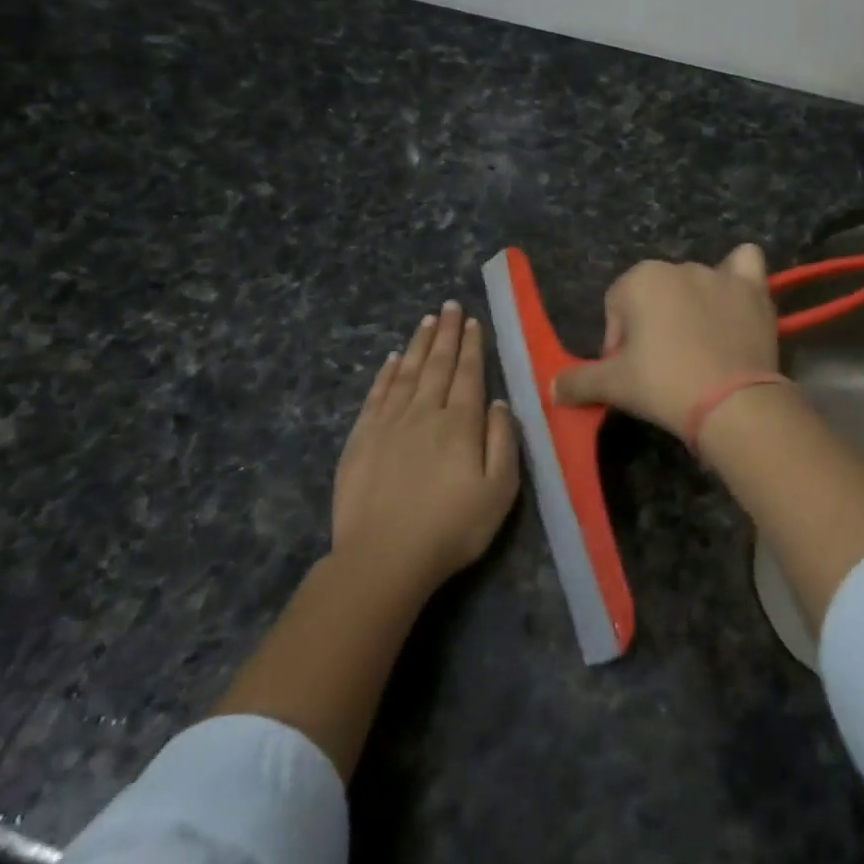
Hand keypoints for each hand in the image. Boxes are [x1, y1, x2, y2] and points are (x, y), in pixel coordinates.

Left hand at [331, 302, 519, 590]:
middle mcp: (424, 413)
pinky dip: (387, 373)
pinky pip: (377, 395)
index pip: (469, 375)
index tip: (473, 321)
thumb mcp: (499, 491)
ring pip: (408, 373)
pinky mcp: (361, 439)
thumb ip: (502, 442)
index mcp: (460, 424)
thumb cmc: (451, 528)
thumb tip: (499, 403)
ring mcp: (389, 424)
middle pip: (438, 365)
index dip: (473, 347)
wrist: (383, 557)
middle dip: (448, 334)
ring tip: (428, 321)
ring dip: (420, 345)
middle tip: (450, 306)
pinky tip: (393, 359)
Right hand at [553, 244, 780, 440]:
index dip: (619, 343)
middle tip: (663, 369)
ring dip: (692, 308)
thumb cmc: (664, 385)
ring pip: (696, 284)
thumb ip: (578, 381)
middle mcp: (679, 266)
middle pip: (655, 297)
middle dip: (653, 327)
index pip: (616, 308)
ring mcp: (720, 275)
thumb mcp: (612, 386)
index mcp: (640, 279)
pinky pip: (745, 265)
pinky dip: (738, 277)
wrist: (732, 403)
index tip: (631, 374)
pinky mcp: (754, 289)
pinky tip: (736, 300)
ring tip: (700, 350)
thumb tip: (552, 388)